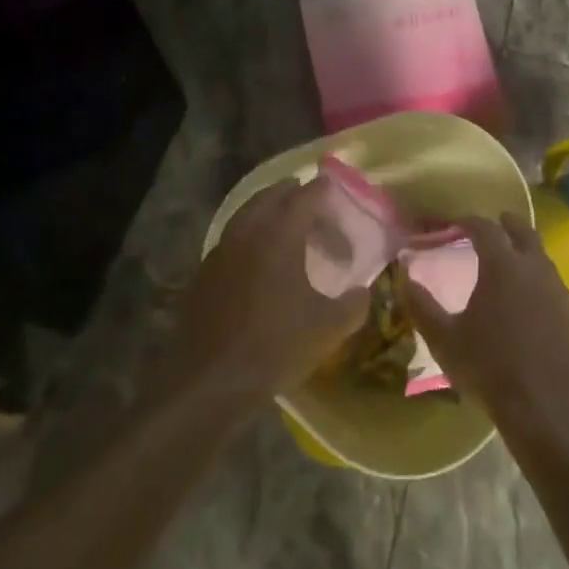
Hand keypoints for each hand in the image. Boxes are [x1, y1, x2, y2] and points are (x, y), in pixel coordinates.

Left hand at [163, 178, 369, 399]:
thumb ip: (354, 304)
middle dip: (293, 193)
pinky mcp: (204, 272)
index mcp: (280, 234)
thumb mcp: (328, 328)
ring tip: (286, 225)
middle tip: (312, 202)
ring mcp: (221, 250)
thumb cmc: (275, 346)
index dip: (323, 189)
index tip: (335, 187)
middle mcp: (248, 231)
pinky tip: (258, 259)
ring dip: (267, 211)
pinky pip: (231, 239)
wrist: (210, 381)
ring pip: (247, 214)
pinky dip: (249, 236)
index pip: (306, 196)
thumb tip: (364, 290)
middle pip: (271, 196)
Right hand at [401, 214, 568, 429]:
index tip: (456, 223)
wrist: (546, 407)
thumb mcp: (445, 340)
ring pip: (541, 256)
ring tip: (510, 262)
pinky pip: (553, 283)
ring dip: (525, 251)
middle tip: (495, 224)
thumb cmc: (490, 368)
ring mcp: (558, 289)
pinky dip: (539, 279)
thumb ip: (422, 306)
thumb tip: (404, 279)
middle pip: (523, 231)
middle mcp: (534, 267)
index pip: (484, 227)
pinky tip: (530, 298)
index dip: (468, 221)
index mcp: (502, 265)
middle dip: (506, 224)